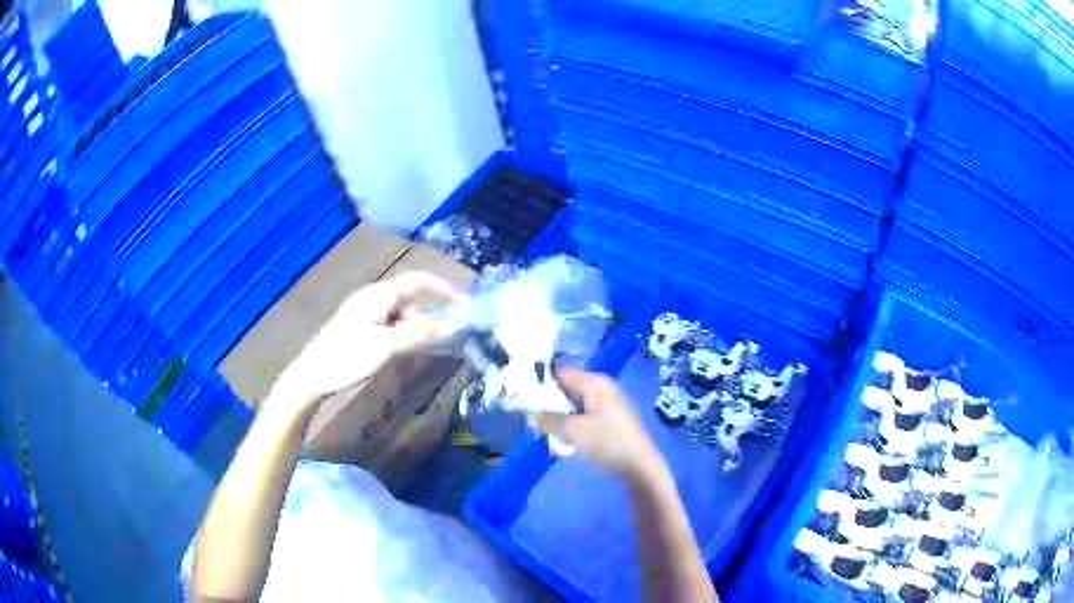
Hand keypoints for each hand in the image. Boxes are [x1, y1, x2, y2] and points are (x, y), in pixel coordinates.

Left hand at [267, 273, 465, 412]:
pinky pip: (394, 325)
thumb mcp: (386, 347)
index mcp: (378, 295)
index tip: (464, 306)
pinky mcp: (363, 329)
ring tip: (434, 346)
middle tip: (452, 333)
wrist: (312, 376)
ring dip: (421, 326)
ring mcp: (367, 314)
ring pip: (403, 314)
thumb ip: (421, 335)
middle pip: (412, 298)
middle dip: (434, 312)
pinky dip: (408, 334)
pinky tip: (412, 350)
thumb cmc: (347, 357)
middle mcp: (374, 299)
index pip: (418, 281)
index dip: (443, 289)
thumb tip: (455, 326)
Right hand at [533, 368, 667, 483]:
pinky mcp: (612, 420)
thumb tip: (530, 416)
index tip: (521, 394)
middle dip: (549, 400)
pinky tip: (563, 437)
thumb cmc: (607, 442)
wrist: (640, 466)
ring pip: (576, 403)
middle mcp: (603, 388)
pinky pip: (585, 415)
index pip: (561, 373)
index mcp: (595, 383)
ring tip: (542, 427)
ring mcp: (610, 404)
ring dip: (560, 414)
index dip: (540, 382)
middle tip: (529, 414)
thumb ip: (548, 421)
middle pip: (568, 387)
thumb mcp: (572, 431)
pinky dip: (572, 422)